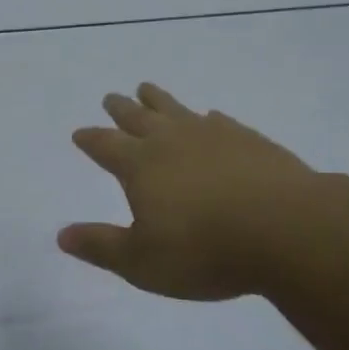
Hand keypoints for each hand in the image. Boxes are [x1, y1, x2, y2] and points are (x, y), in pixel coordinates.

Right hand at [58, 83, 314, 299]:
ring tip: (147, 88)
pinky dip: (206, 118)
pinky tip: (210, 118)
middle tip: (111, 97)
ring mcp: (212, 135)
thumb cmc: (204, 250)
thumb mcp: (141, 261)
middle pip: (138, 118)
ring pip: (176, 109)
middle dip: (120, 109)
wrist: (286, 228)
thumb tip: (62, 235)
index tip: (80, 132)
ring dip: (158, 100)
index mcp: (140, 165)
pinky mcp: (248, 139)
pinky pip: (218, 121)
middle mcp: (172, 140)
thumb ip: (101, 246)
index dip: (90, 139)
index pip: (105, 145)